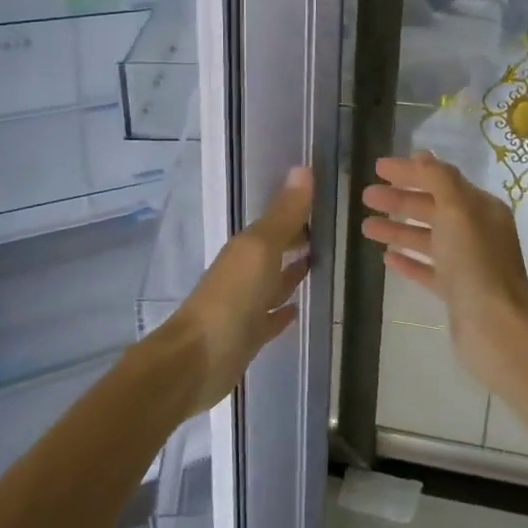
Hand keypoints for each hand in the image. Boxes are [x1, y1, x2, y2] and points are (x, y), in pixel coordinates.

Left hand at [160, 166, 313, 413]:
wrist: (197, 360)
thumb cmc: (231, 298)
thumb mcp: (261, 249)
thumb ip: (283, 214)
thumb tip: (303, 168)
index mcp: (246, 249)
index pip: (276, 223)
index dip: (298, 213)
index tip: (326, 204)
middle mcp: (244, 273)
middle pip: (274, 251)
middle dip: (296, 241)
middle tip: (329, 233)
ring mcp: (244, 306)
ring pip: (273, 283)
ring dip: (291, 274)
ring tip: (320, 264)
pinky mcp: (247, 336)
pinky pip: (270, 318)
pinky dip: (283, 311)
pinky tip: (298, 309)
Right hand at [360, 151, 527, 393]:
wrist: (494, 327)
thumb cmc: (475, 263)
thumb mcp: (457, 210)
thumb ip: (438, 179)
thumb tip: (422, 156)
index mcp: (481, 209)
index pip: (441, 180)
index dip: (410, 172)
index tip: (378, 167)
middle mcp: (476, 232)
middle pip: (432, 208)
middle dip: (399, 200)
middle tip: (365, 196)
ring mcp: (467, 263)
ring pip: (427, 239)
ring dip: (397, 230)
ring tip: (365, 227)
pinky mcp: (456, 292)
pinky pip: (428, 269)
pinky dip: (408, 260)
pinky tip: (386, 258)